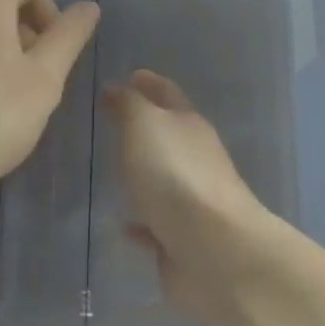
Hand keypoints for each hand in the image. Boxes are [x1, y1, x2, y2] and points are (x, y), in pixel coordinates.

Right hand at [104, 70, 276, 324]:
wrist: (213, 250)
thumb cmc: (174, 174)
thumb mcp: (143, 124)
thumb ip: (129, 104)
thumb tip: (118, 88)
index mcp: (188, 123)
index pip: (166, 92)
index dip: (147, 82)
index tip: (128, 76)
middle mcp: (195, 156)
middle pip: (167, 134)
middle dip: (143, 127)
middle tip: (111, 122)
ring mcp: (193, 200)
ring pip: (162, 179)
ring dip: (142, 174)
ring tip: (111, 172)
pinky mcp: (184, 239)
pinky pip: (156, 225)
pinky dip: (142, 222)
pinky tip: (122, 225)